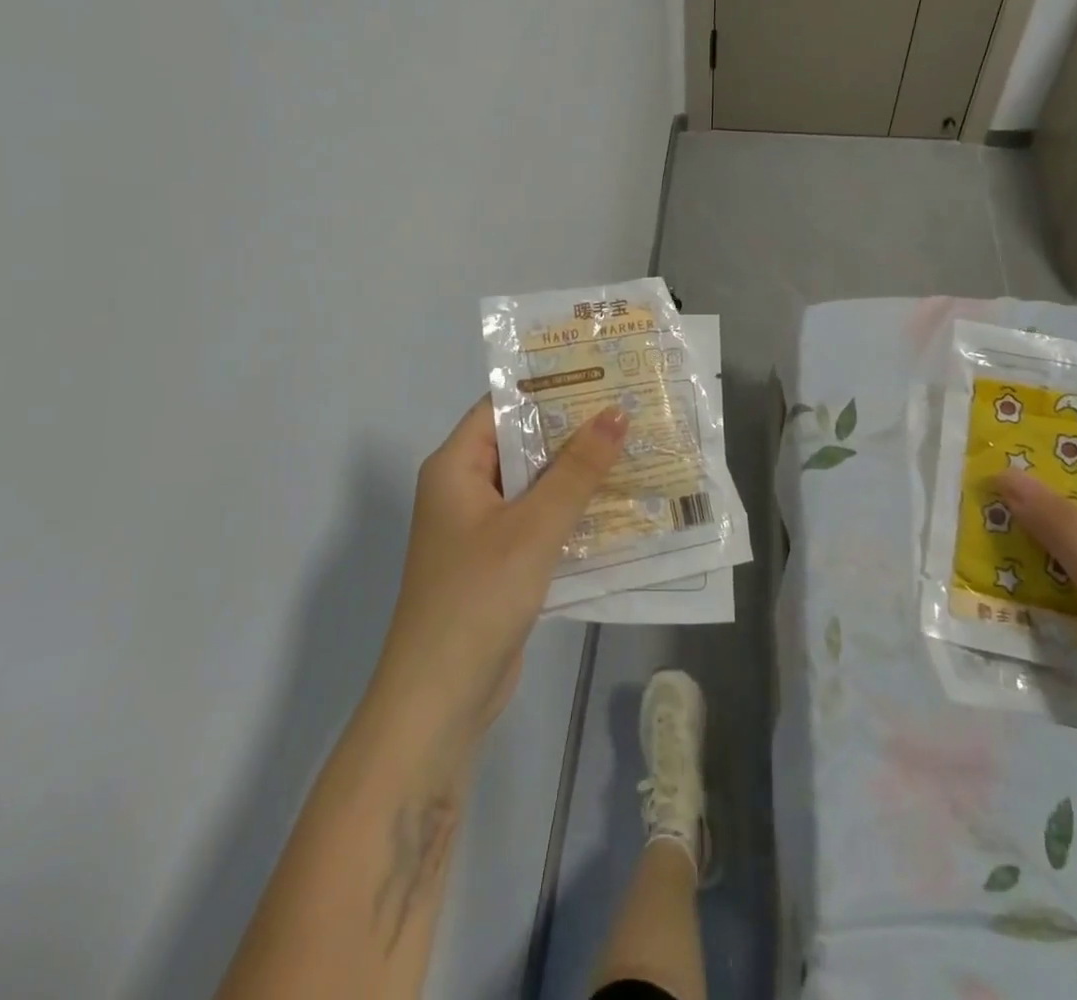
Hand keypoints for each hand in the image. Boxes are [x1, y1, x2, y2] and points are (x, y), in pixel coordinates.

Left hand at [372, 398, 625, 752]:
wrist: (439, 701)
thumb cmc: (478, 597)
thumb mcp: (533, 527)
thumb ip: (577, 470)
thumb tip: (616, 413)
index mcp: (456, 466)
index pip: (503, 407)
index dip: (549, 387)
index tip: (602, 374)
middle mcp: (465, 489)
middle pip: (523, 445)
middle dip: (574, 431)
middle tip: (632, 410)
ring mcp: (482, 529)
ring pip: (536, 486)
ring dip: (579, 474)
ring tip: (637, 450)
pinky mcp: (500, 563)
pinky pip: (540, 523)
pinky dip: (573, 513)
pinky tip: (620, 507)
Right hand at [995, 473, 1076, 849]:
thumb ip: (1068, 533)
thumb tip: (1006, 473)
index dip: (1076, 469)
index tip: (1017, 452)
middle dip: (1041, 521)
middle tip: (979, 492)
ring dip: (1032, 569)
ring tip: (970, 537)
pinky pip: (1073, 625)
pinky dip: (1038, 614)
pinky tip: (988, 597)